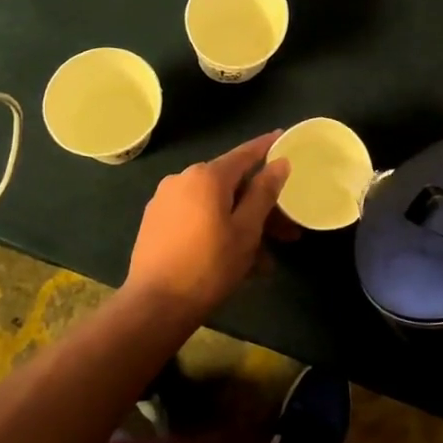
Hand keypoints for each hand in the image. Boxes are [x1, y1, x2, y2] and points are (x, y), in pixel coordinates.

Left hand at [125, 132, 290, 322]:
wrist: (155, 305)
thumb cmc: (209, 265)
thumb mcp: (246, 230)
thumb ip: (264, 192)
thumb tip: (279, 162)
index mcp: (207, 176)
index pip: (244, 154)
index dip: (266, 147)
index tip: (282, 137)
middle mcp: (183, 179)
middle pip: (231, 185)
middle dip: (261, 207)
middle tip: (287, 231)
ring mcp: (165, 201)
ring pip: (215, 206)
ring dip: (242, 226)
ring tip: (263, 261)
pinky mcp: (156, 223)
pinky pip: (197, 218)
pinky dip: (218, 231)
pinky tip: (236, 262)